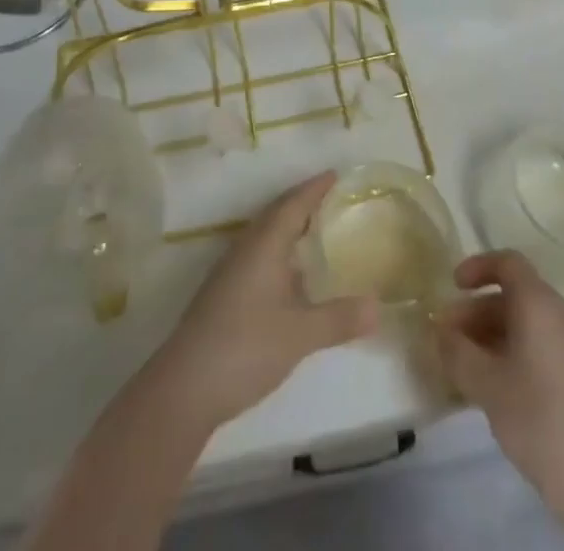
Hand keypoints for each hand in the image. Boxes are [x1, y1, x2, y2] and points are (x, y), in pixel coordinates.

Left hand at [147, 172, 377, 430]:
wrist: (184, 388)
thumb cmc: (245, 347)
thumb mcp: (299, 334)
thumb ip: (339, 319)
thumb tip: (379, 306)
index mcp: (264, 245)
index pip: (293, 204)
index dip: (314, 188)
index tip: (335, 174)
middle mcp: (246, 249)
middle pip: (276, 214)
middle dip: (302, 202)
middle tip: (330, 197)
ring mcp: (230, 272)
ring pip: (264, 236)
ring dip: (288, 227)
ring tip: (314, 230)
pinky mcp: (223, 295)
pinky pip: (258, 256)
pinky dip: (278, 252)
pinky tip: (290, 276)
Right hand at [434, 250, 563, 517]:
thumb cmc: (540, 419)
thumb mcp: (487, 385)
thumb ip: (457, 352)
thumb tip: (440, 331)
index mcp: (539, 303)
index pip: (507, 263)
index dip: (477, 267)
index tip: (453, 286)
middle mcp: (561, 314)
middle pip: (514, 296)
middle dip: (477, 312)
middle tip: (449, 339)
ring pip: (527, 324)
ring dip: (493, 336)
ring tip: (466, 368)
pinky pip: (542, 346)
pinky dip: (515, 353)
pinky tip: (497, 388)